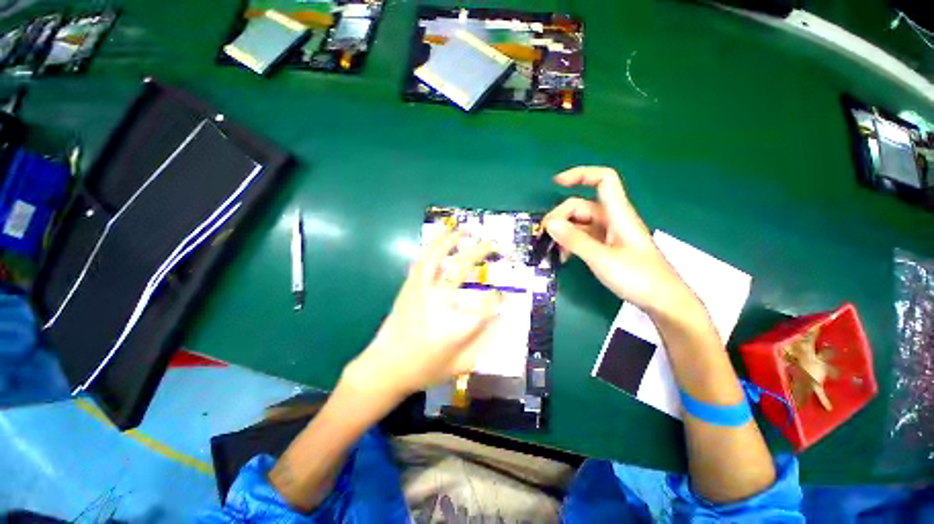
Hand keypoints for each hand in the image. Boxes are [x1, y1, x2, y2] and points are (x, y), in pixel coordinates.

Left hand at [344, 231, 502, 398]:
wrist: (385, 368)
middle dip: (481, 251)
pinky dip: (431, 246)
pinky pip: (421, 261)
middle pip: (462, 268)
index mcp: (456, 325)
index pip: (487, 304)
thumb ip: (483, 345)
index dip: (499, 298)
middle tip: (494, 243)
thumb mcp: (460, 365)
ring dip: (452, 240)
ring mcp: (421, 291)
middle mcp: (439, 301)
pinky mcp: (409, 287)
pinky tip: (440, 238)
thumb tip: (500, 323)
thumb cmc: (424, 370)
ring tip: (465, 230)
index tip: (503, 297)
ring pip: (437, 257)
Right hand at [543, 166, 698, 316]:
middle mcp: (612, 219)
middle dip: (561, 216)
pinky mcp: (607, 247)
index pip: (603, 180)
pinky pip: (583, 237)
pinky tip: (564, 257)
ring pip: (580, 223)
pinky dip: (571, 243)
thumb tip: (550, 224)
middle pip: (582, 205)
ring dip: (564, 233)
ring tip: (554, 251)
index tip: (556, 183)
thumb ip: (575, 240)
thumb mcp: (602, 259)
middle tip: (546, 235)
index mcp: (618, 214)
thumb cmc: (638, 278)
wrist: (662, 301)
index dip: (580, 174)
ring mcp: (609, 234)